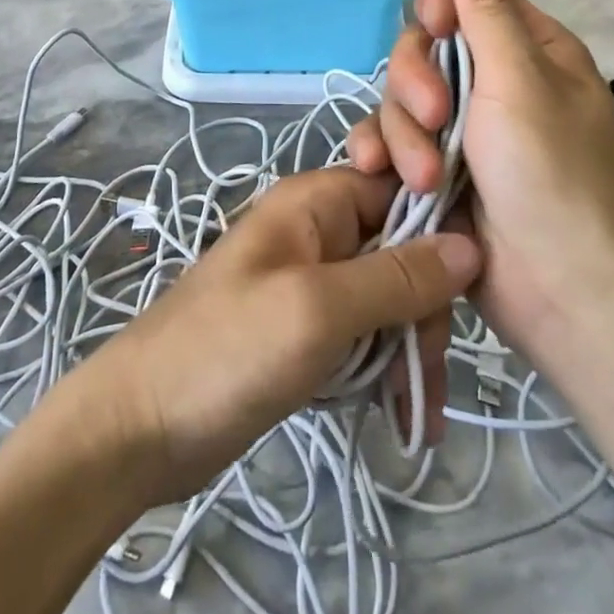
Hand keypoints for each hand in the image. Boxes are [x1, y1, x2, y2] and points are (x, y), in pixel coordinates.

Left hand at [66, 168, 480, 508]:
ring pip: (390, 297)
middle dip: (425, 307)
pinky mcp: (309, 329)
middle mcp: (319, 231)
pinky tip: (405, 415)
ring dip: (410, 348)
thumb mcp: (319, 309)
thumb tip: (470, 245)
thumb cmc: (228, 350)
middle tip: (426, 369)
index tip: (471, 285)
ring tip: (417, 408)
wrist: (142, 425)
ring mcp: (313, 282)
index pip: (401, 187)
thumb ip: (396, 277)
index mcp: (316, 202)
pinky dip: (387, 368)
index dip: (439, 227)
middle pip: (403, 249)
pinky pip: (366, 334)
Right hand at [347, 0, 613, 371]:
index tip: (432, 33)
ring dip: (403, 134)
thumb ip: (488, 6)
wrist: (560, 294)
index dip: (436, 11)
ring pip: (398, 99)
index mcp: (526, 51)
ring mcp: (459, 129)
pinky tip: (375, 173)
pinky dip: (380, 154)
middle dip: (416, 83)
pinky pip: (389, 141)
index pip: (462, 0)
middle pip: (421, 49)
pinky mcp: (432, 169)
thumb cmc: (551, 176)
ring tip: (426, 178)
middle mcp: (490, 83)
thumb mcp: (518, 81)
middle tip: (434, 120)